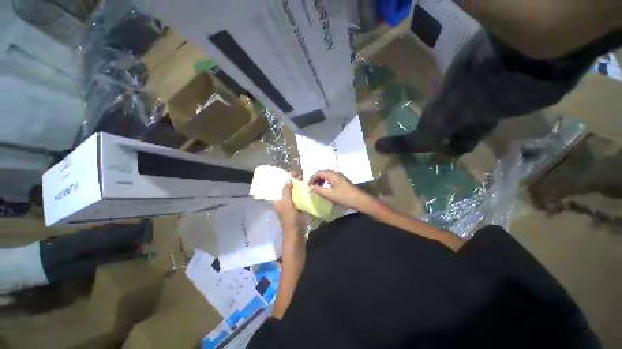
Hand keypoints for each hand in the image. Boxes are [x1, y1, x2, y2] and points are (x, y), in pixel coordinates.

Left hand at [273, 173, 305, 231]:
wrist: (296, 232)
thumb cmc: (290, 218)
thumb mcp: (287, 203)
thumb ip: (287, 191)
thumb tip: (288, 179)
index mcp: (278, 199)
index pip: (280, 185)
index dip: (285, 179)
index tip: (293, 174)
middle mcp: (282, 200)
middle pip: (287, 188)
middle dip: (293, 181)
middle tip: (300, 176)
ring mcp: (290, 204)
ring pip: (293, 192)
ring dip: (298, 186)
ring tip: (304, 180)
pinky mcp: (296, 207)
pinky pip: (298, 197)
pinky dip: (301, 192)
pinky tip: (306, 188)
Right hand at [309, 170, 370, 209]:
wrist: (359, 200)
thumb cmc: (343, 196)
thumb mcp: (329, 194)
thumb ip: (318, 190)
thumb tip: (310, 187)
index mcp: (332, 174)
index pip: (319, 173)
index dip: (312, 178)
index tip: (308, 186)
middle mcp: (336, 173)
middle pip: (323, 173)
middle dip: (316, 179)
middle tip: (312, 187)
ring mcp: (340, 176)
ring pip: (327, 176)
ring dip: (321, 181)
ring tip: (318, 188)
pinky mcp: (343, 180)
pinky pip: (332, 178)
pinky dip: (326, 182)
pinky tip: (326, 189)